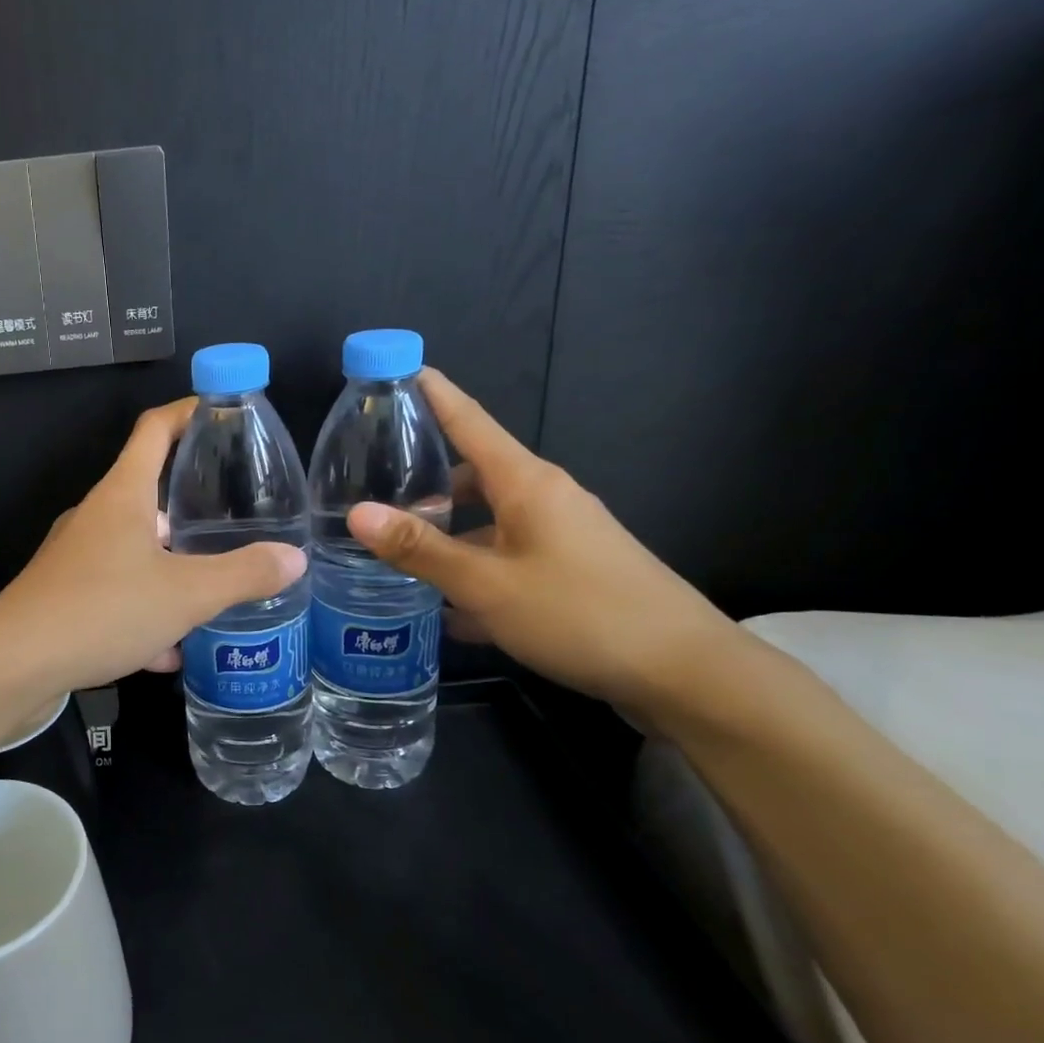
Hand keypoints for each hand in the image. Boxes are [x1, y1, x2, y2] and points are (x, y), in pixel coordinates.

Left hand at [0, 399, 306, 697]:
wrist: (15, 664)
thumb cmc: (102, 609)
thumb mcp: (186, 594)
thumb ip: (242, 575)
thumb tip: (293, 559)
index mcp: (122, 494)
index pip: (155, 429)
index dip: (189, 412)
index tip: (223, 411)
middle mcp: (97, 517)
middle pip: (149, 492)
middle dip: (192, 504)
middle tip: (239, 519)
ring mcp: (77, 557)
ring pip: (137, 551)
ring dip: (173, 568)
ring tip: (216, 589)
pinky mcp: (66, 596)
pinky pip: (118, 594)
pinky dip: (147, 613)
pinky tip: (171, 651)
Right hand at [347, 369, 740, 717]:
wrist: (686, 672)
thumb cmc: (580, 613)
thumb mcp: (487, 584)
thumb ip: (421, 549)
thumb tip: (358, 512)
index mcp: (525, 483)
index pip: (468, 421)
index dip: (433, 393)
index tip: (397, 370)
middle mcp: (544, 499)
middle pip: (472, 476)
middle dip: (425, 484)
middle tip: (370, 497)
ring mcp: (560, 535)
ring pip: (487, 523)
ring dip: (446, 538)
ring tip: (396, 559)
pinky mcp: (569, 571)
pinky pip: (506, 558)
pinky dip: (474, 573)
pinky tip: (445, 610)